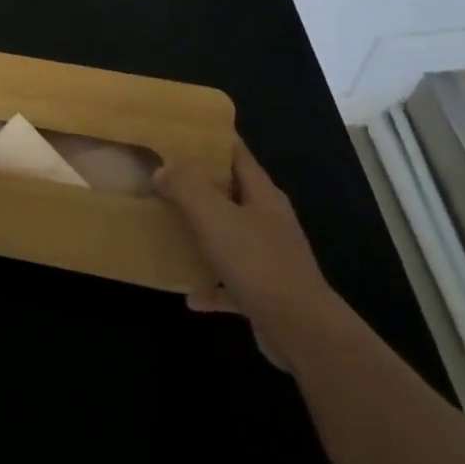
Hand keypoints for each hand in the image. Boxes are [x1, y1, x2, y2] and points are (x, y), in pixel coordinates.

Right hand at [155, 138, 341, 370]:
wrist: (301, 331)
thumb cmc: (257, 262)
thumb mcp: (214, 216)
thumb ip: (186, 187)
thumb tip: (163, 170)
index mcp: (262, 194)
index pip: (237, 154)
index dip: (211, 139)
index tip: (180, 132)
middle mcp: (268, 221)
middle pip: (231, 193)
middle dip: (199, 186)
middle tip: (163, 178)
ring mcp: (269, 258)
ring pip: (230, 237)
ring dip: (203, 235)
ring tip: (169, 229)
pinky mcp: (266, 293)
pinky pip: (231, 283)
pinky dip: (211, 286)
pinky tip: (188, 295)